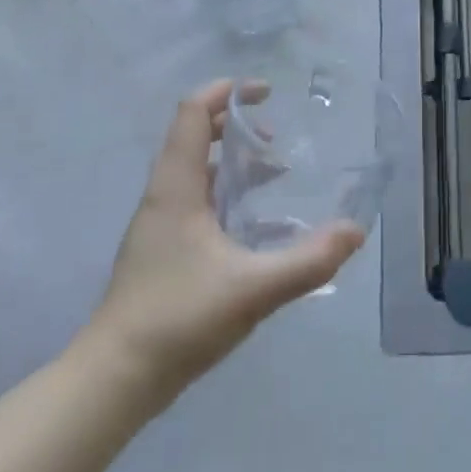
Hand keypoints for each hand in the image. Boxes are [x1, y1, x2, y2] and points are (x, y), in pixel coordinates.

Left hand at [88, 79, 364, 402]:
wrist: (115, 379)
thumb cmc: (179, 319)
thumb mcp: (253, 289)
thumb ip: (308, 261)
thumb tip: (355, 231)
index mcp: (177, 188)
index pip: (193, 113)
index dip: (227, 92)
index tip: (266, 93)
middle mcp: (163, 196)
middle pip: (195, 136)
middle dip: (236, 125)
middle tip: (276, 137)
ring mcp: (158, 224)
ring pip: (196, 170)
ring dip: (233, 161)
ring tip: (275, 175)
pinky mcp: (161, 250)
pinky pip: (195, 199)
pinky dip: (225, 192)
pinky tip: (252, 224)